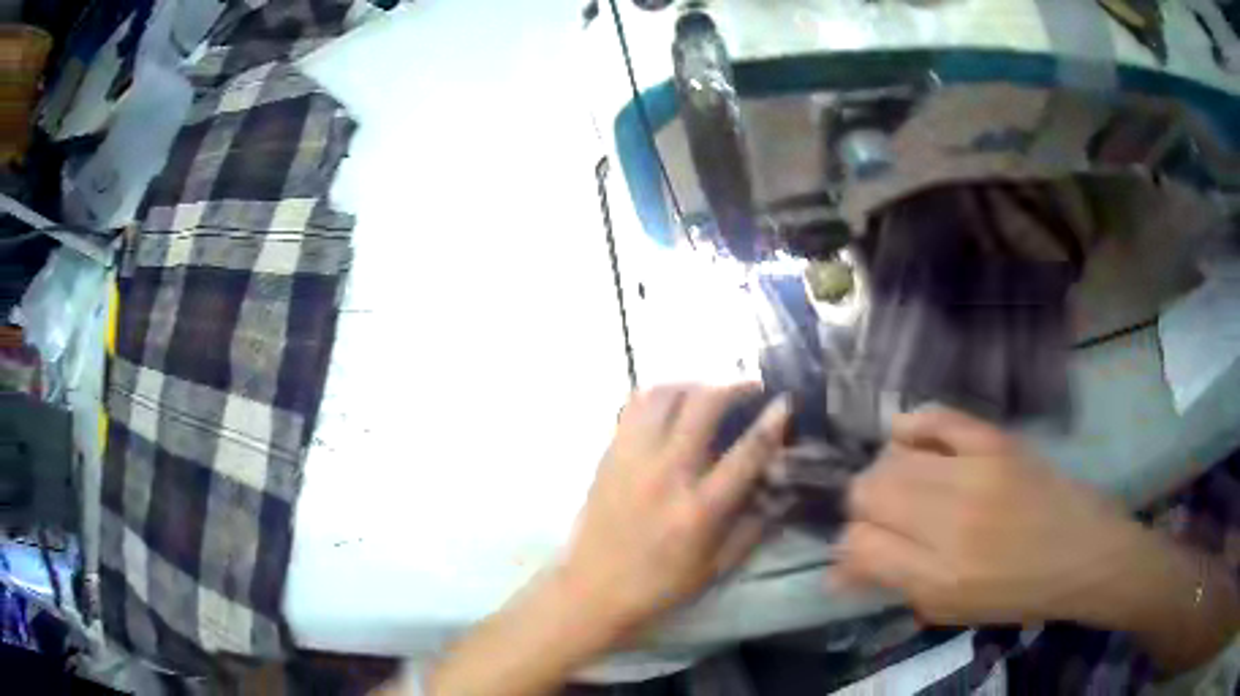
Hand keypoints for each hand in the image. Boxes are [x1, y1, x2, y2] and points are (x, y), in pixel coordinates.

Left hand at [556, 383, 790, 641]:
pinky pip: (633, 406)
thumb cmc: (660, 585)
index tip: (786, 401)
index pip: (746, 452)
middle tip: (750, 388)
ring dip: (694, 384)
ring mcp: (632, 459)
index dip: (772, 421)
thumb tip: (781, 490)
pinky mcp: (608, 455)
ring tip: (710, 392)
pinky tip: (671, 405)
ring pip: (664, 394)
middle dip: (734, 386)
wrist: (592, 590)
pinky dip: (658, 395)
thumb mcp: (717, 567)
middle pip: (703, 404)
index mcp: (699, 509)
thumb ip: (753, 526)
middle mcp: (666, 473)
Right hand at [837, 407, 1147, 626]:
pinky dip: (912, 427)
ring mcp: (976, 473)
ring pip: (894, 457)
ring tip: (902, 488)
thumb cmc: (1017, 594)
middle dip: (863, 508)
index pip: (860, 545)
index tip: (858, 555)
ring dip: (885, 473)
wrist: (1083, 553)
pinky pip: (936, 418)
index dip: (849, 549)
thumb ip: (896, 584)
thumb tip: (840, 570)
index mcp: (939, 577)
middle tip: (882, 521)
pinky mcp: (997, 441)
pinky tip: (907, 439)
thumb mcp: (951, 609)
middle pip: (869, 491)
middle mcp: (951, 522)